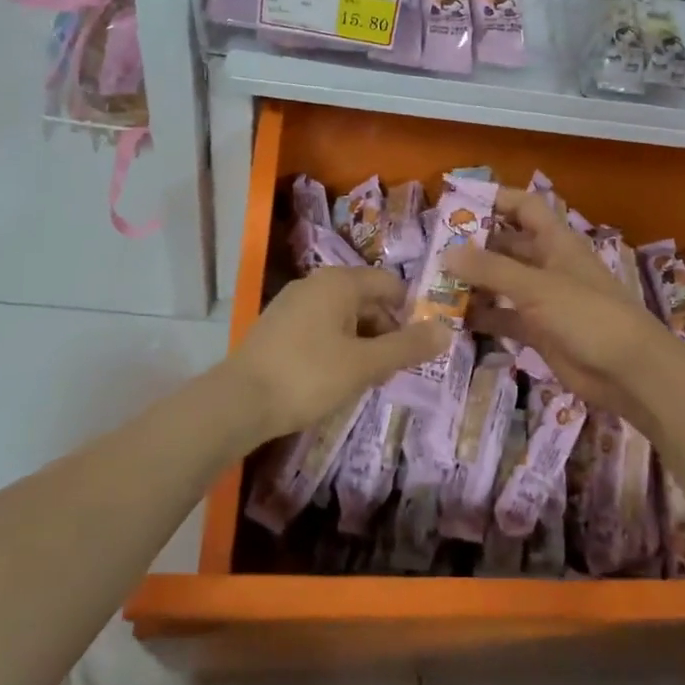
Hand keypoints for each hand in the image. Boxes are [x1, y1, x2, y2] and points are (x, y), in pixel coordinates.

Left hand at [225, 267, 448, 442]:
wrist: (238, 402)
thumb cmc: (308, 376)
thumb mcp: (365, 364)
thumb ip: (407, 347)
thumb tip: (446, 331)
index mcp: (339, 282)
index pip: (389, 284)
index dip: (410, 313)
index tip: (418, 346)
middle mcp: (315, 283)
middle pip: (366, 299)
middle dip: (385, 331)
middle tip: (393, 369)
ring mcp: (292, 303)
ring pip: (343, 316)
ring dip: (362, 342)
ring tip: (367, 378)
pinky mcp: (277, 326)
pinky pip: (320, 327)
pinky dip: (337, 346)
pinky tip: (335, 377)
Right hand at [447, 187, 672, 420]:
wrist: (629, 372)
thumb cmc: (588, 315)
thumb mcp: (537, 287)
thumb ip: (491, 270)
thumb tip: (446, 253)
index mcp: (555, 241)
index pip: (523, 206)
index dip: (495, 199)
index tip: (457, 202)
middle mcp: (548, 265)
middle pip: (506, 245)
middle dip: (473, 246)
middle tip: (432, 251)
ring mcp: (543, 300)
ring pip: (501, 283)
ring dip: (473, 284)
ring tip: (433, 286)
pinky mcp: (539, 331)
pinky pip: (504, 317)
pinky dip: (482, 316)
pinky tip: (452, 320)